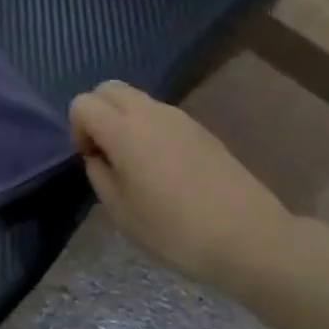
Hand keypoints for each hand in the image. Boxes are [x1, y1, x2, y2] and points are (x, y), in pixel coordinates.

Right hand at [69, 81, 299, 293]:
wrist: (250, 239)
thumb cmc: (174, 230)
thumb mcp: (120, 210)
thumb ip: (99, 174)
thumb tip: (99, 156)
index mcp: (125, 131)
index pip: (83, 103)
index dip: (78, 129)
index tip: (91, 160)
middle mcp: (151, 114)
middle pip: (109, 89)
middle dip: (97, 113)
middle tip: (105, 151)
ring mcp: (181, 119)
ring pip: (137, 99)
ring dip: (123, 120)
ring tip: (133, 162)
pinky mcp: (203, 131)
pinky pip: (161, 116)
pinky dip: (148, 129)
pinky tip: (161, 167)